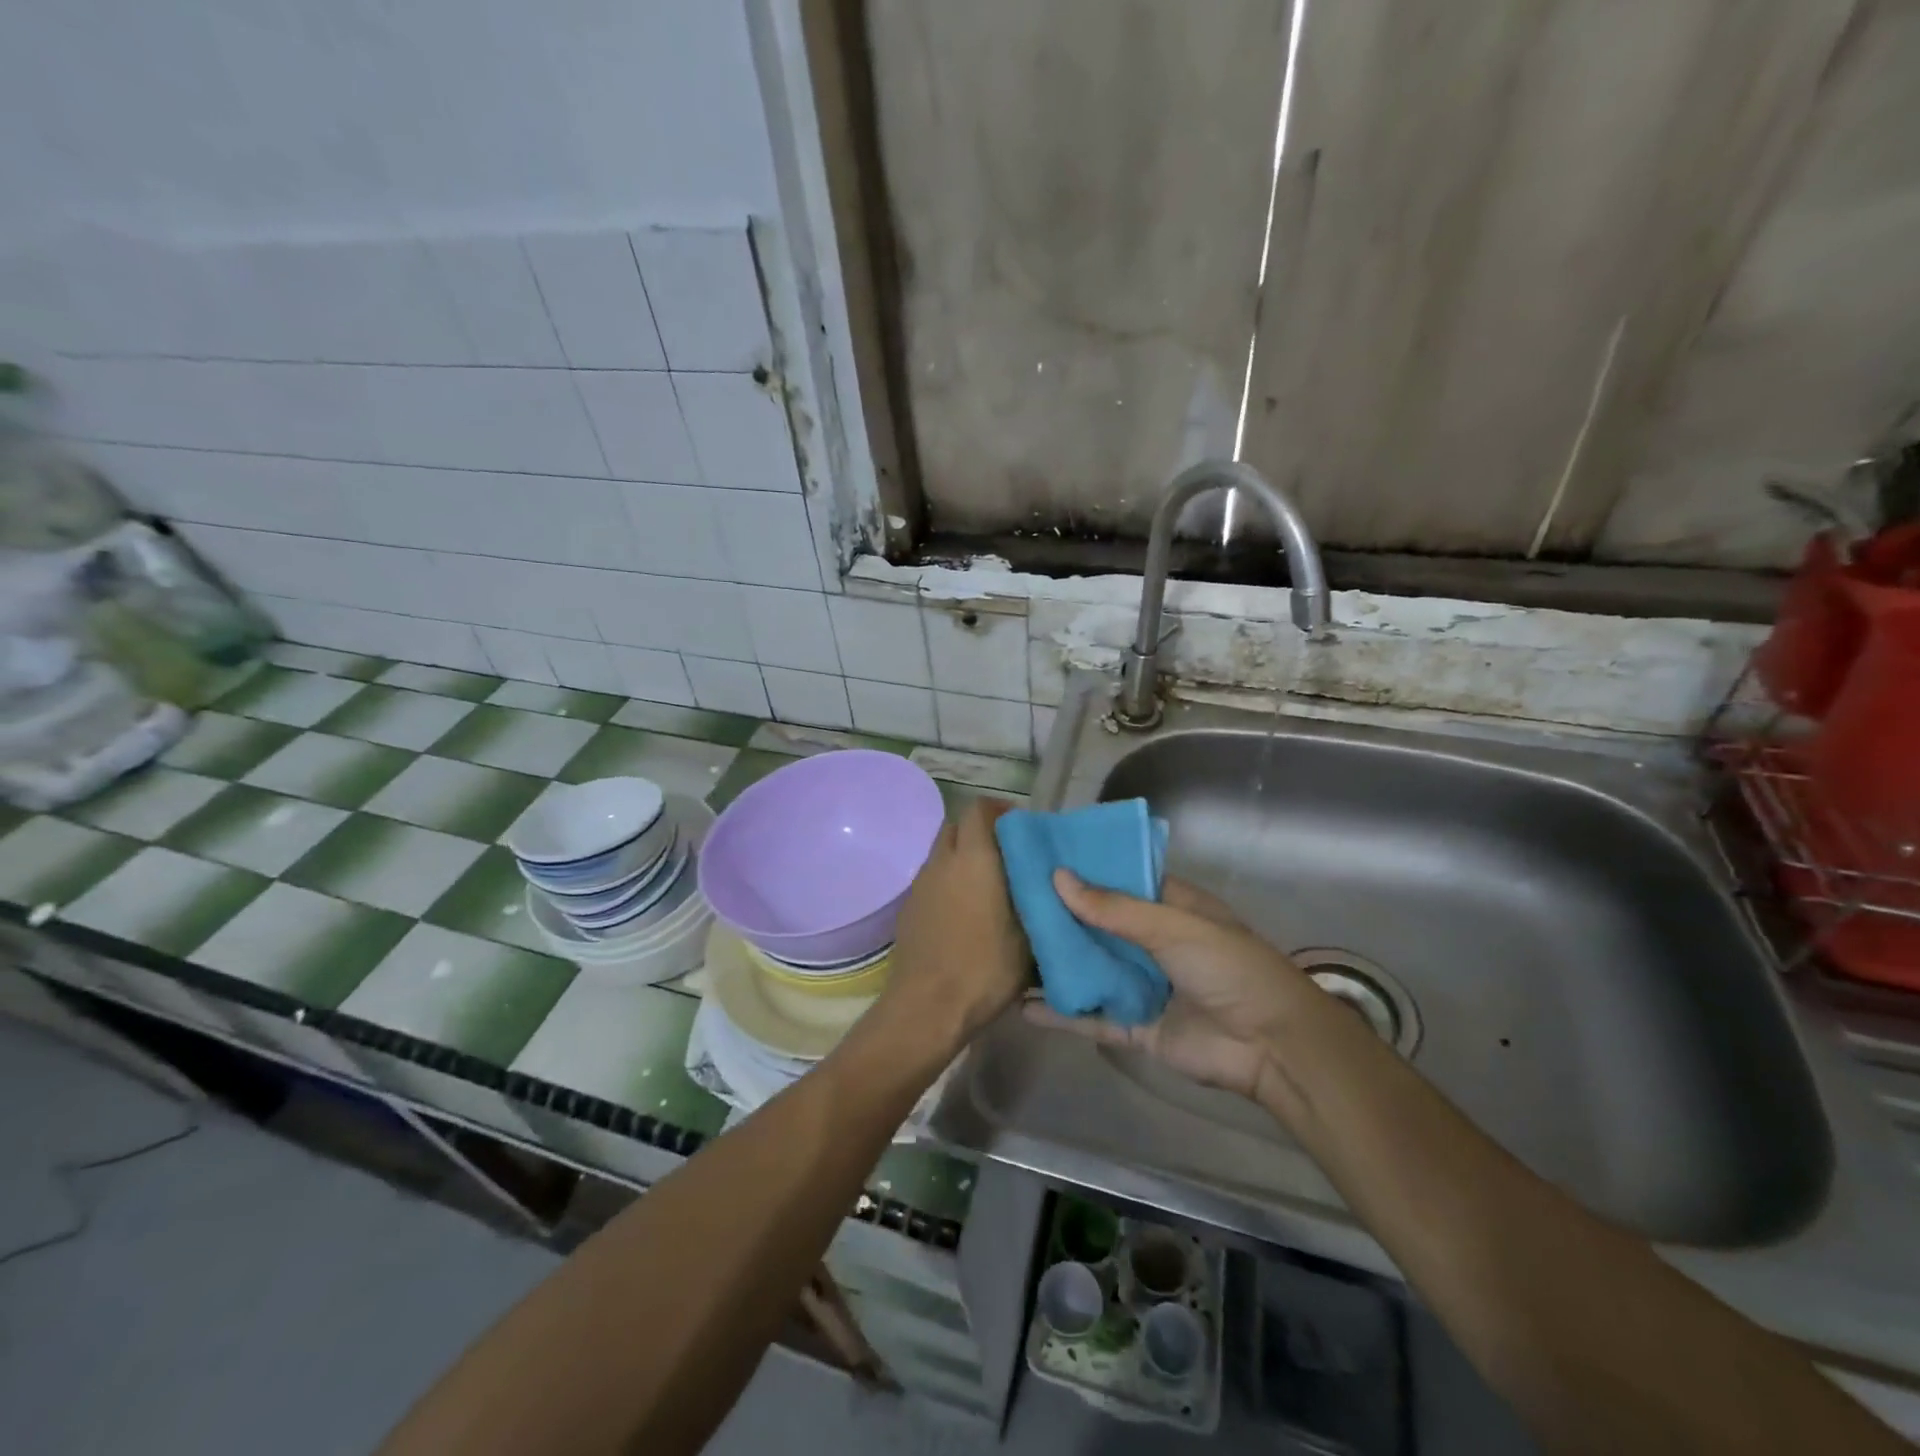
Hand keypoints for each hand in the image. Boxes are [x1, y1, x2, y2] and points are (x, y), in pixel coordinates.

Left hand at [878, 800, 1028, 1055]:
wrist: (928, 1006)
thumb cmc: (985, 967)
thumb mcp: (1028, 936)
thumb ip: (1036, 899)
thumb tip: (1048, 882)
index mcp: (973, 858)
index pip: (979, 809)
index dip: (1000, 810)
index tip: (1022, 828)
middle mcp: (942, 862)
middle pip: (957, 827)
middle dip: (981, 833)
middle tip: (1008, 857)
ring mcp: (920, 885)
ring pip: (943, 855)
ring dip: (963, 859)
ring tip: (989, 887)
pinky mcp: (909, 908)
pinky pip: (932, 881)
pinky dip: (949, 883)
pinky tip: (967, 914)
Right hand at [1023, 870, 1315, 1100]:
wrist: (1272, 1047)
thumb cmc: (1229, 968)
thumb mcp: (1173, 927)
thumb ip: (1114, 909)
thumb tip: (1057, 878)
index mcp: (1171, 907)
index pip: (1120, 879)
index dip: (1084, 868)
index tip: (1040, 857)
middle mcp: (1153, 942)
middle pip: (1099, 924)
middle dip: (1061, 915)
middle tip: (1010, 900)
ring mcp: (1144, 985)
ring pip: (1092, 968)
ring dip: (1057, 961)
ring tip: (1007, 948)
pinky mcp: (1136, 1027)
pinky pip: (1092, 1016)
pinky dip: (1061, 1013)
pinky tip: (1022, 1006)